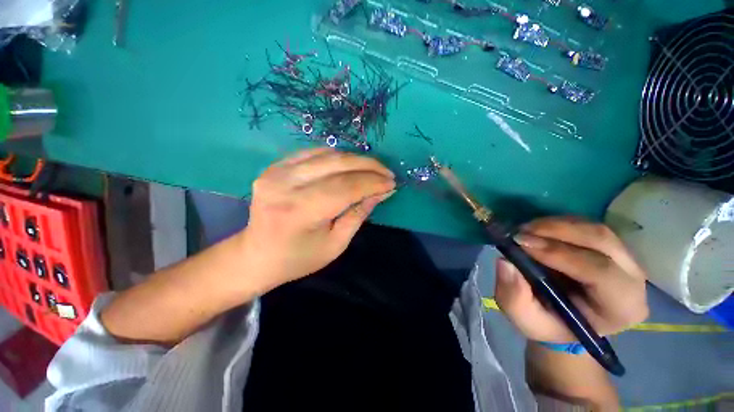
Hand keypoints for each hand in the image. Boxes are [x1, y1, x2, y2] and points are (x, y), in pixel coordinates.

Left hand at [239, 148, 395, 293]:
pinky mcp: (274, 166)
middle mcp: (285, 185)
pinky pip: (312, 152)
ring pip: (327, 154)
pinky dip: (336, 156)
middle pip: (337, 164)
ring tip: (371, 170)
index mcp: (299, 212)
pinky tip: (348, 165)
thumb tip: (382, 192)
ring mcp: (276, 172)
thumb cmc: (299, 258)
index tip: (392, 183)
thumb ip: (359, 214)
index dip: (373, 183)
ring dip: (355, 159)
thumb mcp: (336, 244)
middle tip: (387, 173)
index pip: (346, 187)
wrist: (257, 255)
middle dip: (369, 166)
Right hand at [494, 217, 648, 342]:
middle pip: (602, 241)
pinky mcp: (611, 247)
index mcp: (621, 308)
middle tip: (520, 231)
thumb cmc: (548, 323)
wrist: (564, 319)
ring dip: (556, 225)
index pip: (601, 272)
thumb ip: (514, 297)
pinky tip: (537, 229)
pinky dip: (559, 223)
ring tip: (525, 229)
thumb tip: (506, 263)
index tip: (521, 243)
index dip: (560, 254)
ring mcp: (625, 259)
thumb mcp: (525, 319)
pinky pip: (587, 226)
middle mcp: (632, 280)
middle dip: (557, 231)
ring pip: (595, 229)